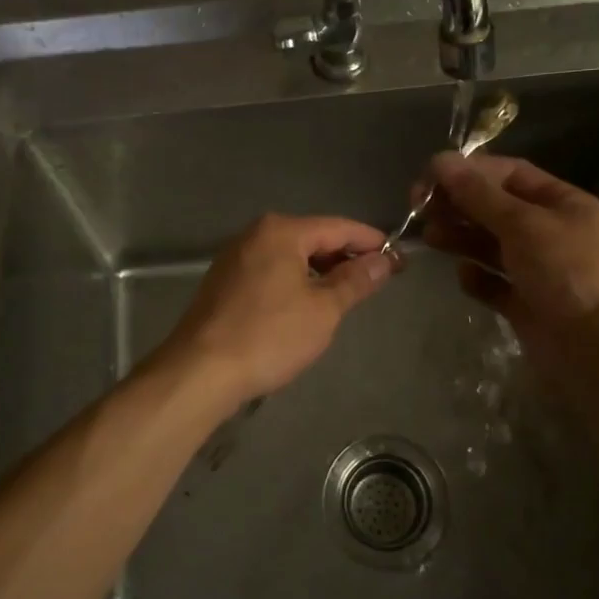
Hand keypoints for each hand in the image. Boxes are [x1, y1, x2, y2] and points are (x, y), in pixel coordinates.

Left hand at [157, 214, 393, 407]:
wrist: (200, 371)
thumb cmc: (269, 336)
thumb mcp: (323, 310)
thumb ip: (355, 280)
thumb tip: (384, 260)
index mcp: (281, 231)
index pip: (339, 227)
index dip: (371, 241)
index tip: (399, 258)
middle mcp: (255, 234)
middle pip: (313, 237)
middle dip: (345, 256)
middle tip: (377, 279)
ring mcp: (235, 257)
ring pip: (290, 256)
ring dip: (320, 271)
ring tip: (346, 294)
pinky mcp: (224, 281)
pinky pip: (271, 270)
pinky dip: (295, 281)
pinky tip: (306, 304)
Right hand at [421, 152, 598, 346]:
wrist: (593, 347)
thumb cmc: (564, 271)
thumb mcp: (522, 224)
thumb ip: (479, 195)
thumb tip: (442, 161)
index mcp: (564, 204)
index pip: (511, 174)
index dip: (471, 171)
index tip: (432, 176)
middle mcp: (552, 233)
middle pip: (497, 209)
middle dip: (460, 205)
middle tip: (421, 208)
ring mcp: (539, 270)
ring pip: (491, 245)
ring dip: (461, 238)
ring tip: (431, 237)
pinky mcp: (525, 303)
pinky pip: (494, 283)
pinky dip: (477, 277)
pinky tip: (465, 275)